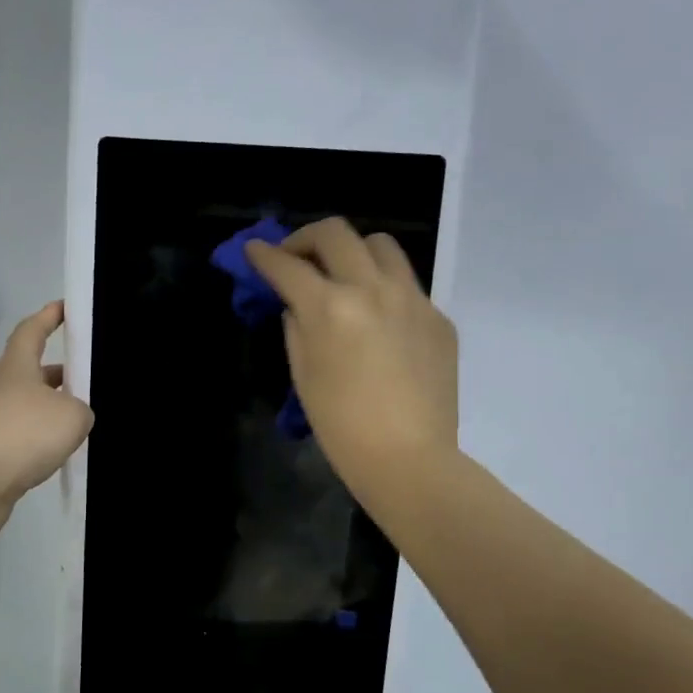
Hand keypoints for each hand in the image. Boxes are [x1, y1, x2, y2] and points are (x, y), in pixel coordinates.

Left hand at [0, 301, 92, 544]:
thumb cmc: (22, 432)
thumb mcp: (72, 415)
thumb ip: (82, 410)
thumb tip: (75, 419)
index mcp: (19, 367)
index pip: (32, 330)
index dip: (48, 316)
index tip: (64, 307)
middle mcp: (4, 390)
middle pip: (33, 373)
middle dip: (60, 372)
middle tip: (89, 375)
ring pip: (32, 409)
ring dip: (55, 411)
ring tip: (87, 419)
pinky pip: (27, 441)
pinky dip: (46, 443)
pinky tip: (66, 454)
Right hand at [244, 219, 458, 504]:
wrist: (410, 458)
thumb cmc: (342, 426)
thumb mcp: (303, 374)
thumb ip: (296, 327)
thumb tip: (298, 304)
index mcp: (330, 307)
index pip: (287, 265)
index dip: (263, 254)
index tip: (253, 250)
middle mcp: (373, 289)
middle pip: (335, 233)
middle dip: (305, 238)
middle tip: (295, 257)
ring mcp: (412, 299)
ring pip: (381, 245)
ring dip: (352, 251)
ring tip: (342, 275)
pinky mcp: (438, 317)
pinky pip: (407, 284)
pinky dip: (383, 288)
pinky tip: (378, 321)